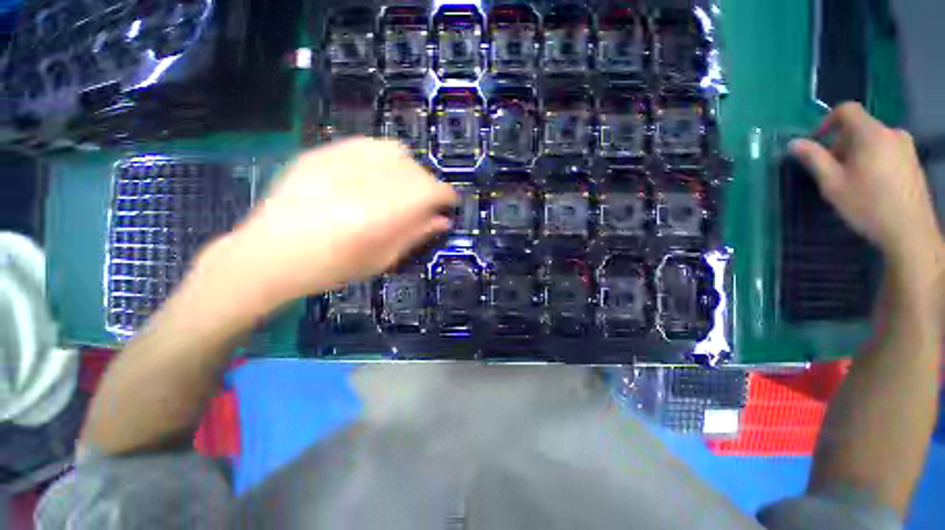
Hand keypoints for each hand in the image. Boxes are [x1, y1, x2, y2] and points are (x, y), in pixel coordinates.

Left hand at [199, 138, 457, 311]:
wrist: (269, 255)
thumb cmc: (331, 267)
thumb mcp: (382, 259)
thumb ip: (415, 234)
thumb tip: (443, 220)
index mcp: (384, 212)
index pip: (433, 190)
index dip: (446, 197)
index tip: (447, 206)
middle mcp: (367, 180)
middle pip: (417, 169)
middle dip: (427, 186)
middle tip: (421, 204)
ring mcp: (341, 161)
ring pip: (395, 151)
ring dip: (406, 169)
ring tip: (398, 187)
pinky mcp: (322, 153)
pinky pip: (366, 144)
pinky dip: (380, 158)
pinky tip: (372, 175)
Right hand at [789, 103, 942, 268]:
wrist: (909, 230)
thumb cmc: (867, 205)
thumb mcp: (832, 183)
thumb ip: (814, 159)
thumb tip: (794, 143)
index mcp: (871, 134)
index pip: (847, 110)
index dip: (827, 121)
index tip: (816, 142)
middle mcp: (891, 132)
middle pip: (860, 127)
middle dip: (841, 143)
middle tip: (831, 170)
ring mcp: (906, 147)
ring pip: (873, 140)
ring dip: (857, 153)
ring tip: (851, 180)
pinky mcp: (913, 161)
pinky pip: (886, 150)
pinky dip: (873, 160)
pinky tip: (870, 184)